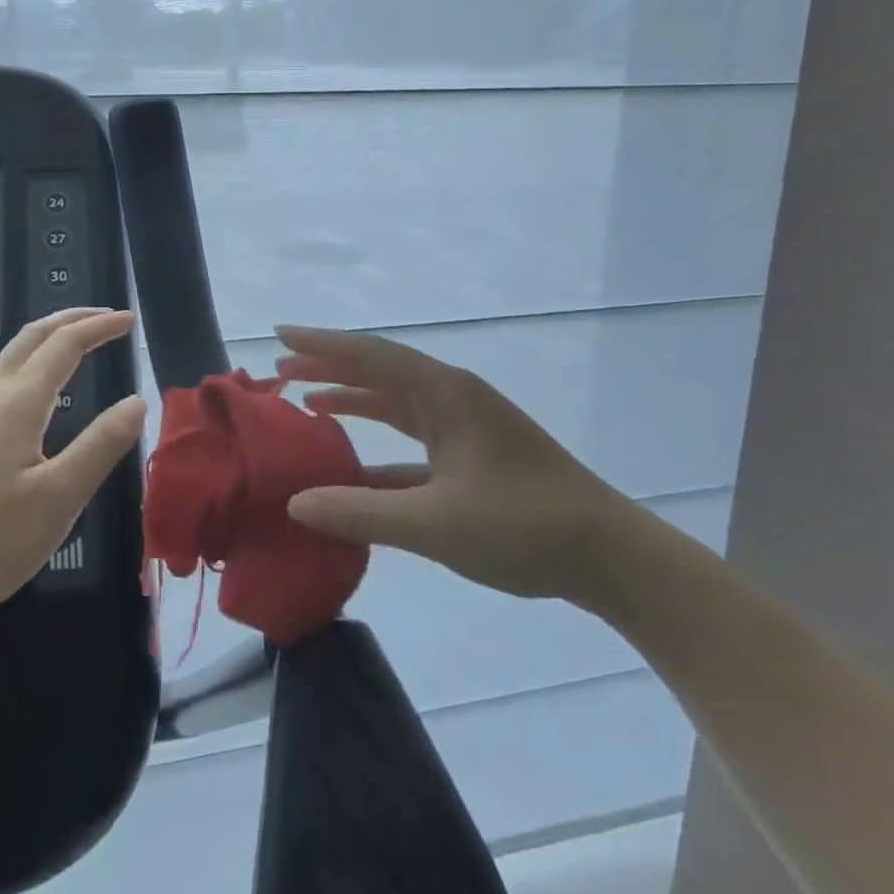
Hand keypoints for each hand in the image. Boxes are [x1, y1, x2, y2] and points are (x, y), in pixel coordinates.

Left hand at [0, 308, 145, 631]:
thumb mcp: (58, 498)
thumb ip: (101, 446)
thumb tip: (137, 402)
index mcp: (19, 402)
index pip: (66, 344)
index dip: (100, 327)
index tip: (130, 320)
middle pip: (33, 335)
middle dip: (73, 319)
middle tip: (108, 319)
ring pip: (14, 354)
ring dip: (50, 337)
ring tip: (80, 343)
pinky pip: (3, 376)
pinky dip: (33, 361)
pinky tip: (40, 392)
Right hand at [274, 325, 629, 601]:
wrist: (613, 559)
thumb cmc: (526, 527)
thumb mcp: (436, 523)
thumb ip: (362, 512)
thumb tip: (296, 504)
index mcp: (446, 394)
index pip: (371, 355)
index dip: (322, 343)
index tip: (280, 334)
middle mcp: (453, 399)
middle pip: (379, 371)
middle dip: (329, 366)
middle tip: (280, 368)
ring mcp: (465, 428)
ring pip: (395, 403)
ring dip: (352, 399)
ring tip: (306, 399)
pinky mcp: (472, 459)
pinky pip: (412, 441)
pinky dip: (378, 446)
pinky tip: (352, 466)